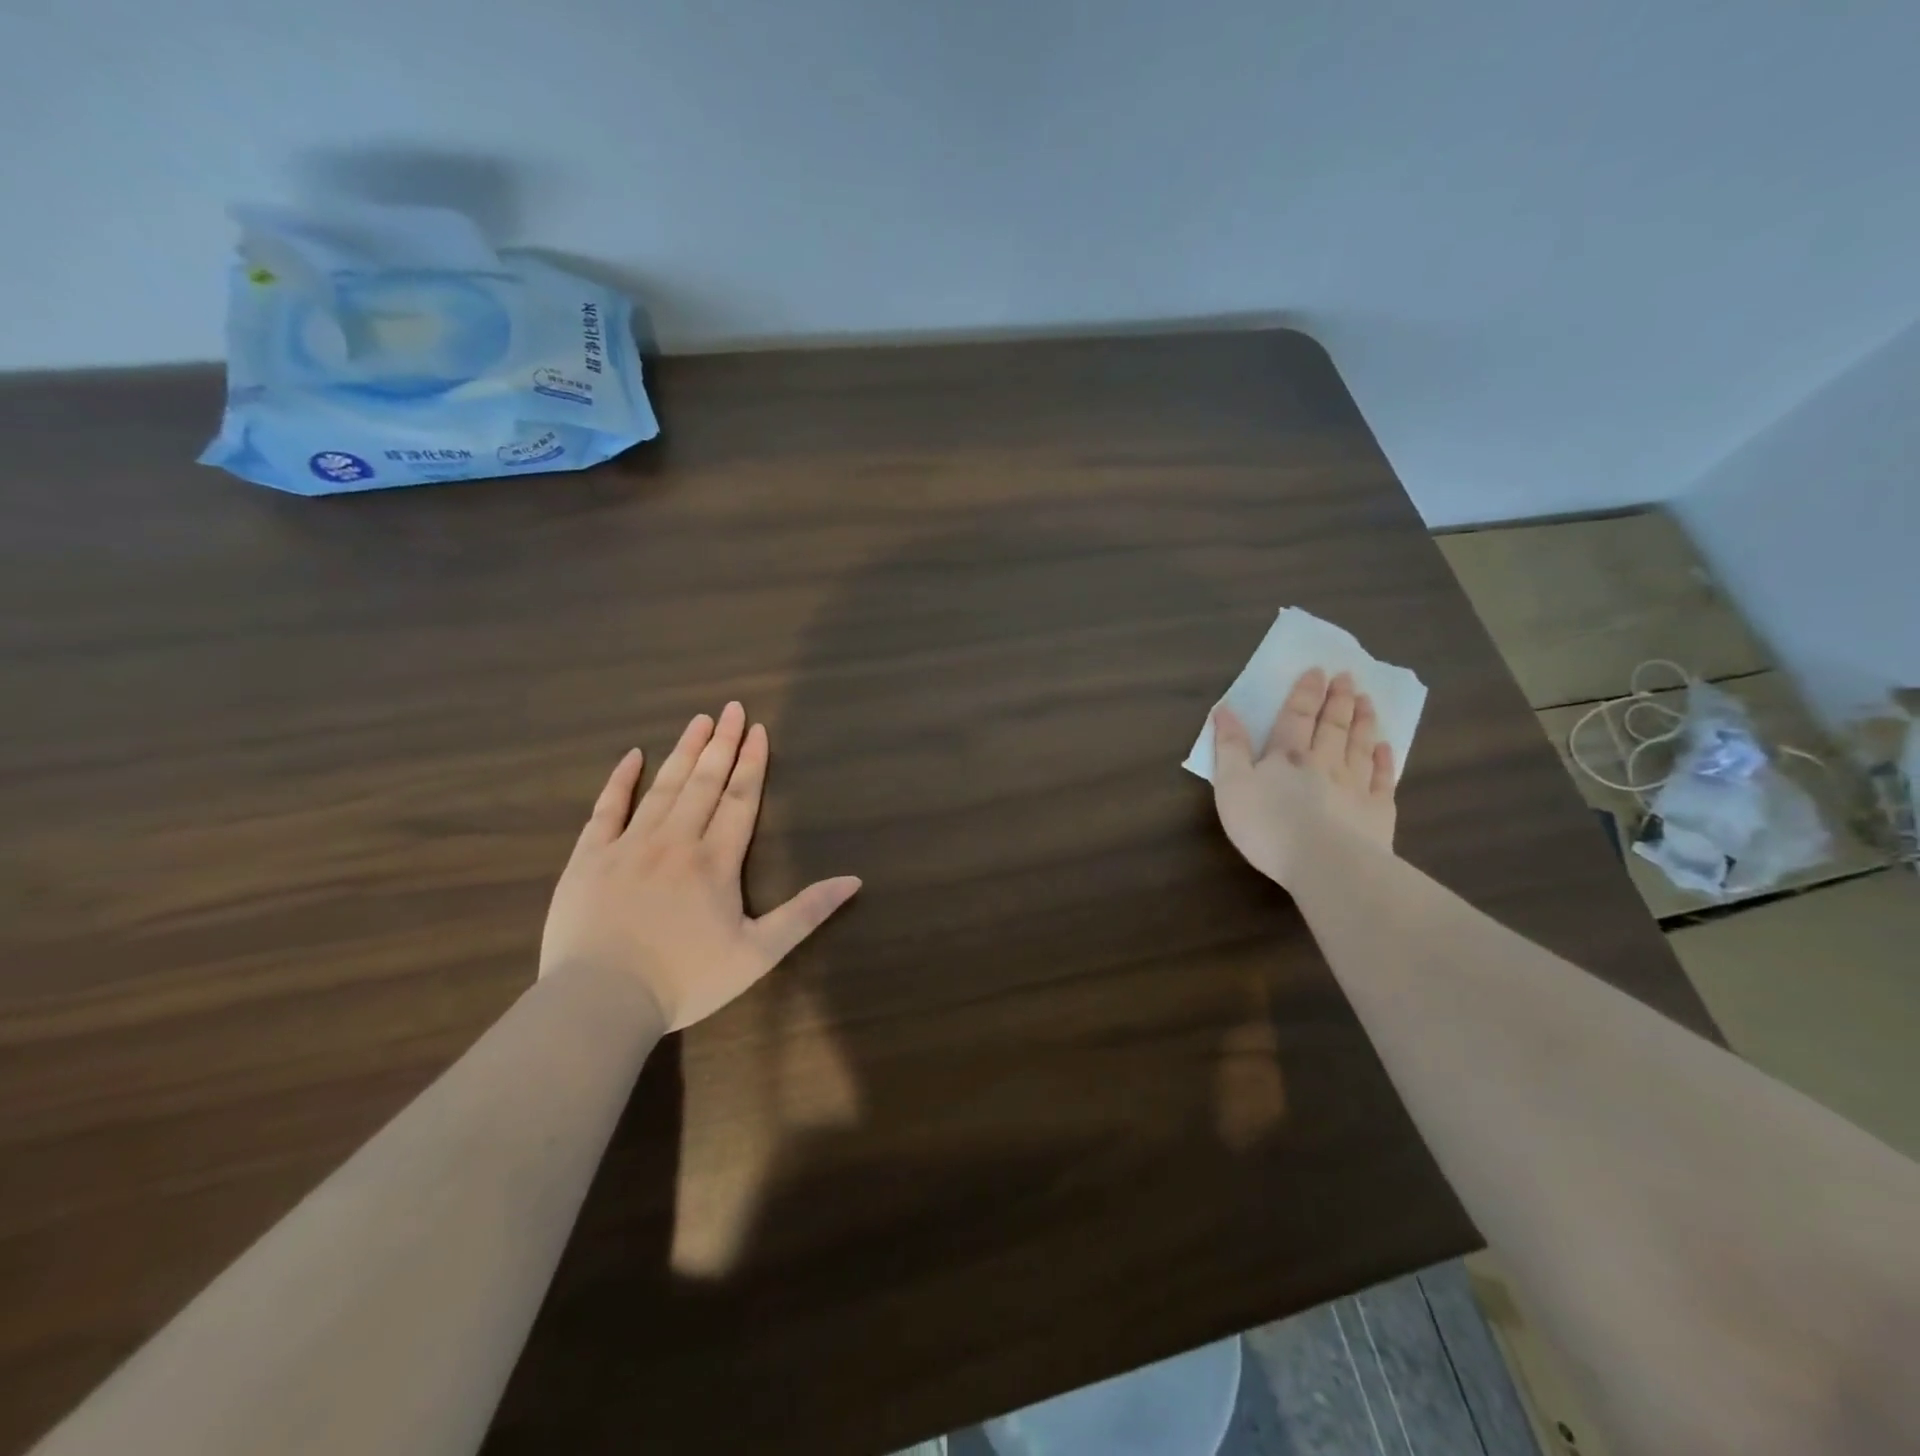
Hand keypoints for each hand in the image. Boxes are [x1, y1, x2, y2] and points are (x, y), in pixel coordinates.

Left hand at [539, 702, 860, 1031]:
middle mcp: (675, 841)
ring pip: (663, 787)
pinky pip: (606, 808)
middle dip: (721, 743)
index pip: (740, 799)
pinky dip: (620, 780)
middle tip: (731, 707)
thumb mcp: (758, 954)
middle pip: (704, 782)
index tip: (757, 730)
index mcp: (715, 861)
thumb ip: (806, 913)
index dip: (752, 763)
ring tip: (698, 720)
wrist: (601, 1002)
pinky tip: (632, 756)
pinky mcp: (589, 858)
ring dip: (683, 751)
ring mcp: (628, 845)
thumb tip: (853, 880)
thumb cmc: (685, 980)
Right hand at [1210, 668, 1397, 887]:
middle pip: (1332, 725)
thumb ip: (1229, 747)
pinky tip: (1385, 748)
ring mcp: (1355, 785)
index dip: (1305, 692)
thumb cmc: (1268, 825)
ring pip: (1359, 745)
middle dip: (1338, 699)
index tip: (1317, 670)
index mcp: (1287, 756)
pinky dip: (1384, 760)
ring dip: (1363, 720)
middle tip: (1348, 676)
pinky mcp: (1377, 811)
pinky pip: (1382, 778)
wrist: (1325, 863)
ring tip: (1367, 700)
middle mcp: (1324, 762)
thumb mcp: (1232, 786)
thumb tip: (1224, 709)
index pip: (1296, 716)